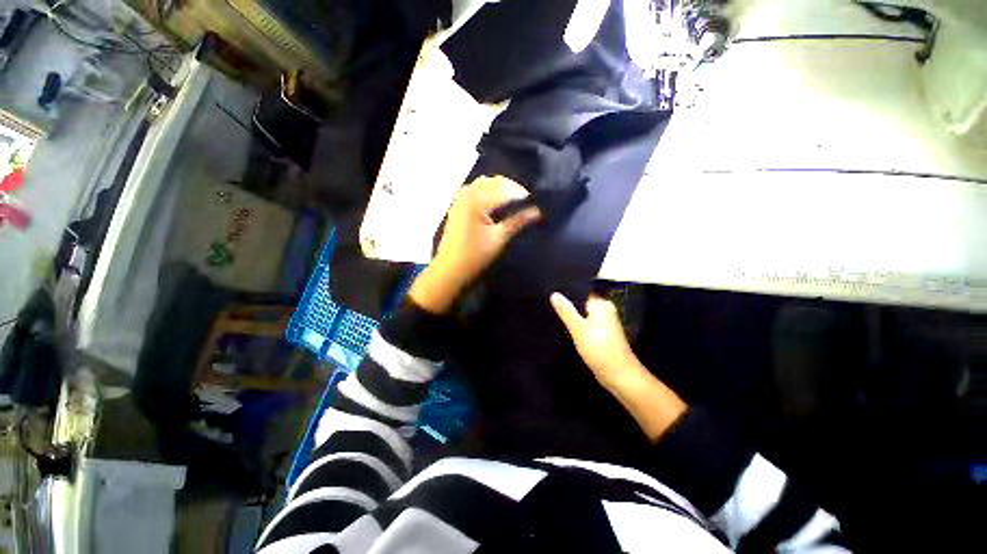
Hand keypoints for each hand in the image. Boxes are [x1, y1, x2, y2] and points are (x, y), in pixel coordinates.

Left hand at [409, 176, 540, 312]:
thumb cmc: (475, 257)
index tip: (536, 204)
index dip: (522, 193)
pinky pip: (475, 192)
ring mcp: (460, 199)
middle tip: (526, 204)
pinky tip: (496, 206)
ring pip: (484, 185)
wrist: (450, 271)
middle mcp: (466, 193)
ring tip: (513, 205)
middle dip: (512, 190)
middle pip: (494, 182)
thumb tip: (538, 211)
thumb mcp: (499, 239)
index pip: (505, 187)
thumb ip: (518, 221)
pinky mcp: (457, 207)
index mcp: (476, 199)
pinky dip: (488, 194)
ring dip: (500, 191)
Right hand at [550, 292, 642, 389]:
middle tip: (548, 301)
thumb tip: (554, 294)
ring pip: (582, 313)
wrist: (619, 375)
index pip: (582, 290)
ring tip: (552, 311)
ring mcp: (604, 322)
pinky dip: (576, 324)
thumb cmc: (599, 349)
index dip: (567, 290)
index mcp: (601, 304)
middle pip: (581, 302)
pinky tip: (564, 325)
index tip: (551, 289)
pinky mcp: (601, 333)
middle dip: (567, 302)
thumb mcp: (579, 329)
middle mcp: (604, 310)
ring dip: (571, 314)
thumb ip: (566, 311)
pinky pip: (585, 323)